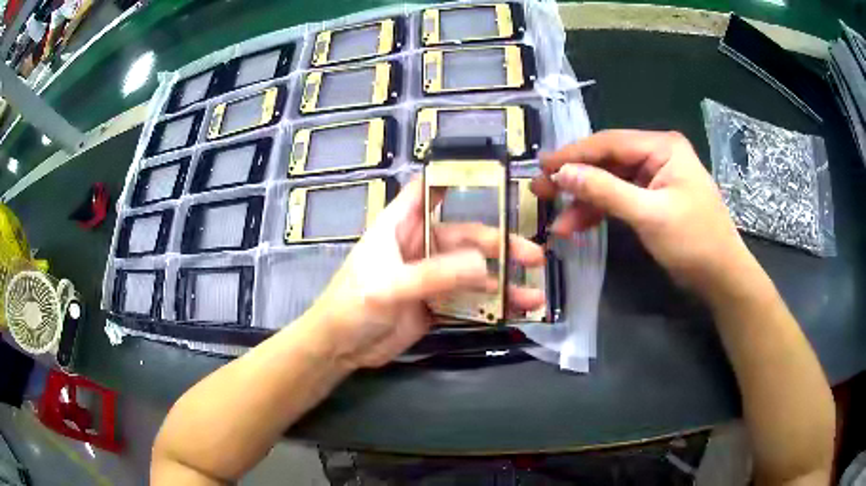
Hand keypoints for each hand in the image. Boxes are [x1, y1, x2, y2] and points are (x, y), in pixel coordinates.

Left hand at [304, 177, 545, 369]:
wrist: (341, 348)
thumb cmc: (353, 306)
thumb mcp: (390, 287)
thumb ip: (434, 275)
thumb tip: (485, 266)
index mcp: (400, 226)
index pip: (428, 190)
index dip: (455, 177)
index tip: (493, 175)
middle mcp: (420, 245)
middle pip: (466, 236)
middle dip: (500, 246)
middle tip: (533, 256)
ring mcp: (431, 276)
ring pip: (473, 271)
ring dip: (503, 282)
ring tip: (533, 296)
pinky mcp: (436, 303)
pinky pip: (469, 299)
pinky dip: (491, 305)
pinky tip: (515, 312)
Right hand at [531, 130, 754, 298]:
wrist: (721, 276)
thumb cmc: (694, 241)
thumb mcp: (649, 214)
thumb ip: (605, 191)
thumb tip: (563, 173)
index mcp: (662, 147)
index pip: (609, 143)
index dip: (574, 155)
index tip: (542, 166)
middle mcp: (658, 155)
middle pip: (608, 161)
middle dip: (576, 178)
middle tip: (541, 190)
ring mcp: (656, 178)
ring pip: (611, 182)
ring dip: (585, 201)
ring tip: (558, 222)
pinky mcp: (654, 199)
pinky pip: (621, 199)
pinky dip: (601, 212)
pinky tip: (579, 226)